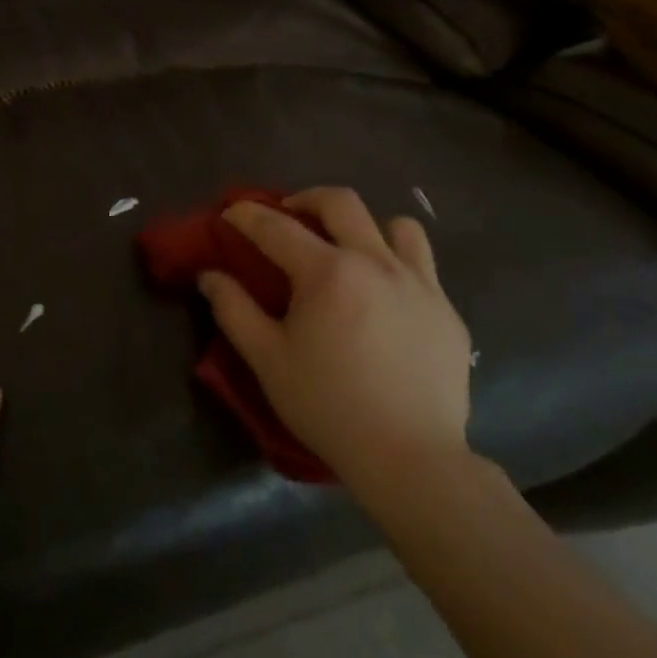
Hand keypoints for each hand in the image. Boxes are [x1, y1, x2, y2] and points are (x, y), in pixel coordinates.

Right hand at [198, 187, 473, 483]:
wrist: (410, 458)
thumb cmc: (328, 406)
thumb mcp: (267, 359)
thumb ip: (233, 309)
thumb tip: (209, 275)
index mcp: (328, 272)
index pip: (276, 226)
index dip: (246, 215)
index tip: (230, 215)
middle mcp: (376, 263)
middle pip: (340, 202)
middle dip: (306, 199)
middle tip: (289, 216)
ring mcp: (420, 284)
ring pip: (395, 225)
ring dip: (364, 226)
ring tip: (348, 249)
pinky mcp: (447, 310)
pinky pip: (423, 264)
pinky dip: (397, 262)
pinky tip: (384, 296)